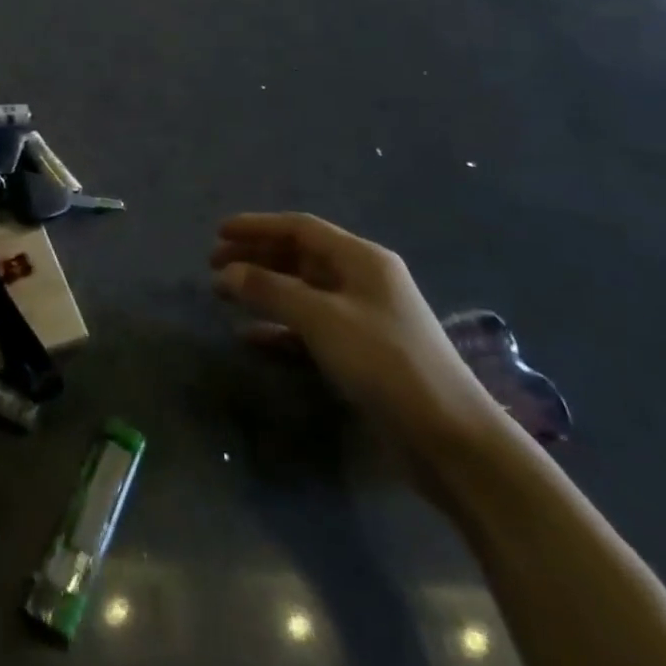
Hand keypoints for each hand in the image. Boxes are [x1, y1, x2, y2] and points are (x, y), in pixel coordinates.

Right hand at [211, 213, 501, 464]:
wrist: (451, 439)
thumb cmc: (386, 363)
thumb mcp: (322, 319)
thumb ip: (270, 290)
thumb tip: (227, 272)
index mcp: (361, 260)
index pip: (301, 229)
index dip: (258, 227)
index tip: (219, 233)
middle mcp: (362, 281)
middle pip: (299, 257)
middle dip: (256, 257)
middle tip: (214, 265)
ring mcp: (363, 318)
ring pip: (301, 292)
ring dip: (263, 290)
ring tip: (224, 294)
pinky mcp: (361, 354)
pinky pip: (309, 328)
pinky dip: (278, 328)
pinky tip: (250, 337)